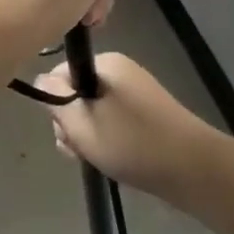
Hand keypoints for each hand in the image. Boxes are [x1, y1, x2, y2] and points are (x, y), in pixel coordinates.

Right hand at [36, 52, 233, 208]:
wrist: (194, 169)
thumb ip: (55, 100)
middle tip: (80, 150)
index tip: (64, 131)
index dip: (54, 103)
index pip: (60, 73)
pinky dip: (107, 142)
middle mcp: (120, 71)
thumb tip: (39, 79)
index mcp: (106, 63)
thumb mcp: (83, 123)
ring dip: (88, 138)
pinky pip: (113, 123)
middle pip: (76, 94)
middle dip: (72, 125)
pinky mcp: (147, 116)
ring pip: (94, 113)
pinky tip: (113, 162)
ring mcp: (135, 93)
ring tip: (97, 160)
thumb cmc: (133, 143)